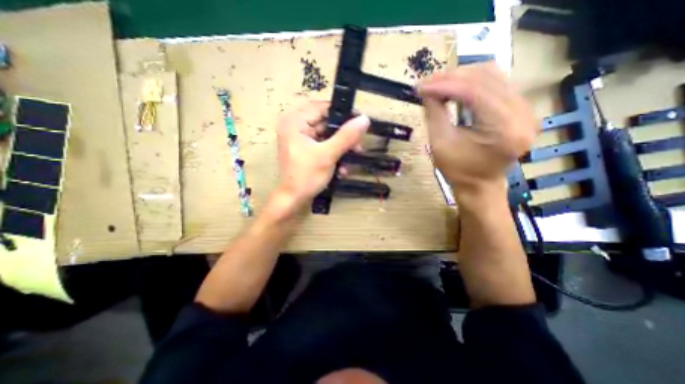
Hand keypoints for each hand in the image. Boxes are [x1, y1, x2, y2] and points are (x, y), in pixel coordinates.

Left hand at [275, 101, 369, 210]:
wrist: (293, 200)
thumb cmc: (306, 176)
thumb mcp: (328, 155)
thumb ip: (346, 136)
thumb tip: (365, 119)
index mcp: (295, 122)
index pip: (323, 107)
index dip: (343, 114)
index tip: (361, 123)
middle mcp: (296, 126)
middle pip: (327, 123)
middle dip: (344, 137)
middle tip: (358, 147)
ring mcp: (301, 139)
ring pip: (328, 136)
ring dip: (342, 148)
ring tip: (352, 159)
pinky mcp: (306, 150)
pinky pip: (324, 146)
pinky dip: (334, 155)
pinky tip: (341, 168)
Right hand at [421, 63, 537, 200]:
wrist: (479, 185)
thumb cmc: (458, 170)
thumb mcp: (440, 144)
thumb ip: (435, 114)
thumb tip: (427, 91)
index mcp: (504, 129)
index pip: (475, 92)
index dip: (445, 85)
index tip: (421, 87)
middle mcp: (523, 114)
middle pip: (487, 78)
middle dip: (452, 77)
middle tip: (427, 83)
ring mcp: (526, 109)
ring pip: (493, 76)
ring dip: (461, 77)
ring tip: (438, 84)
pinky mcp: (521, 109)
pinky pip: (496, 84)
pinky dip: (472, 83)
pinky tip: (455, 88)